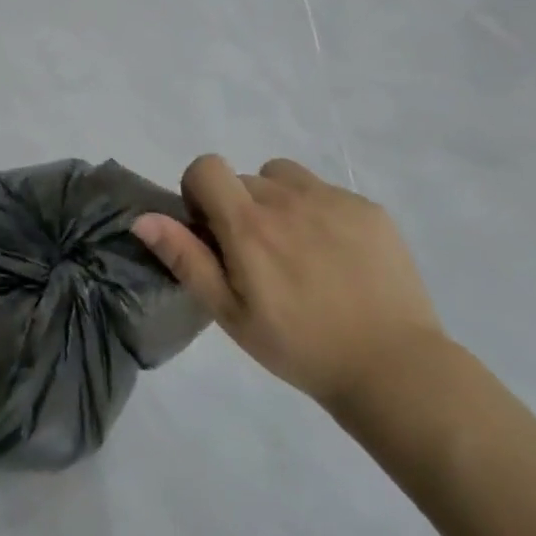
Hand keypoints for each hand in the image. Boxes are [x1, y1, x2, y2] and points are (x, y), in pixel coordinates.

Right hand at [132, 156, 442, 408]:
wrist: (393, 368)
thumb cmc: (298, 346)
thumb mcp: (229, 312)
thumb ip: (186, 259)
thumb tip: (143, 219)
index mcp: (249, 224)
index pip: (206, 167)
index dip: (199, 190)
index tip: (211, 229)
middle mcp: (288, 199)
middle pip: (245, 178)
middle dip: (240, 206)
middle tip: (258, 256)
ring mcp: (334, 200)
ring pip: (286, 177)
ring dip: (279, 201)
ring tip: (297, 248)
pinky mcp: (370, 209)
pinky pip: (328, 193)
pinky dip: (320, 213)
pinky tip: (337, 257)